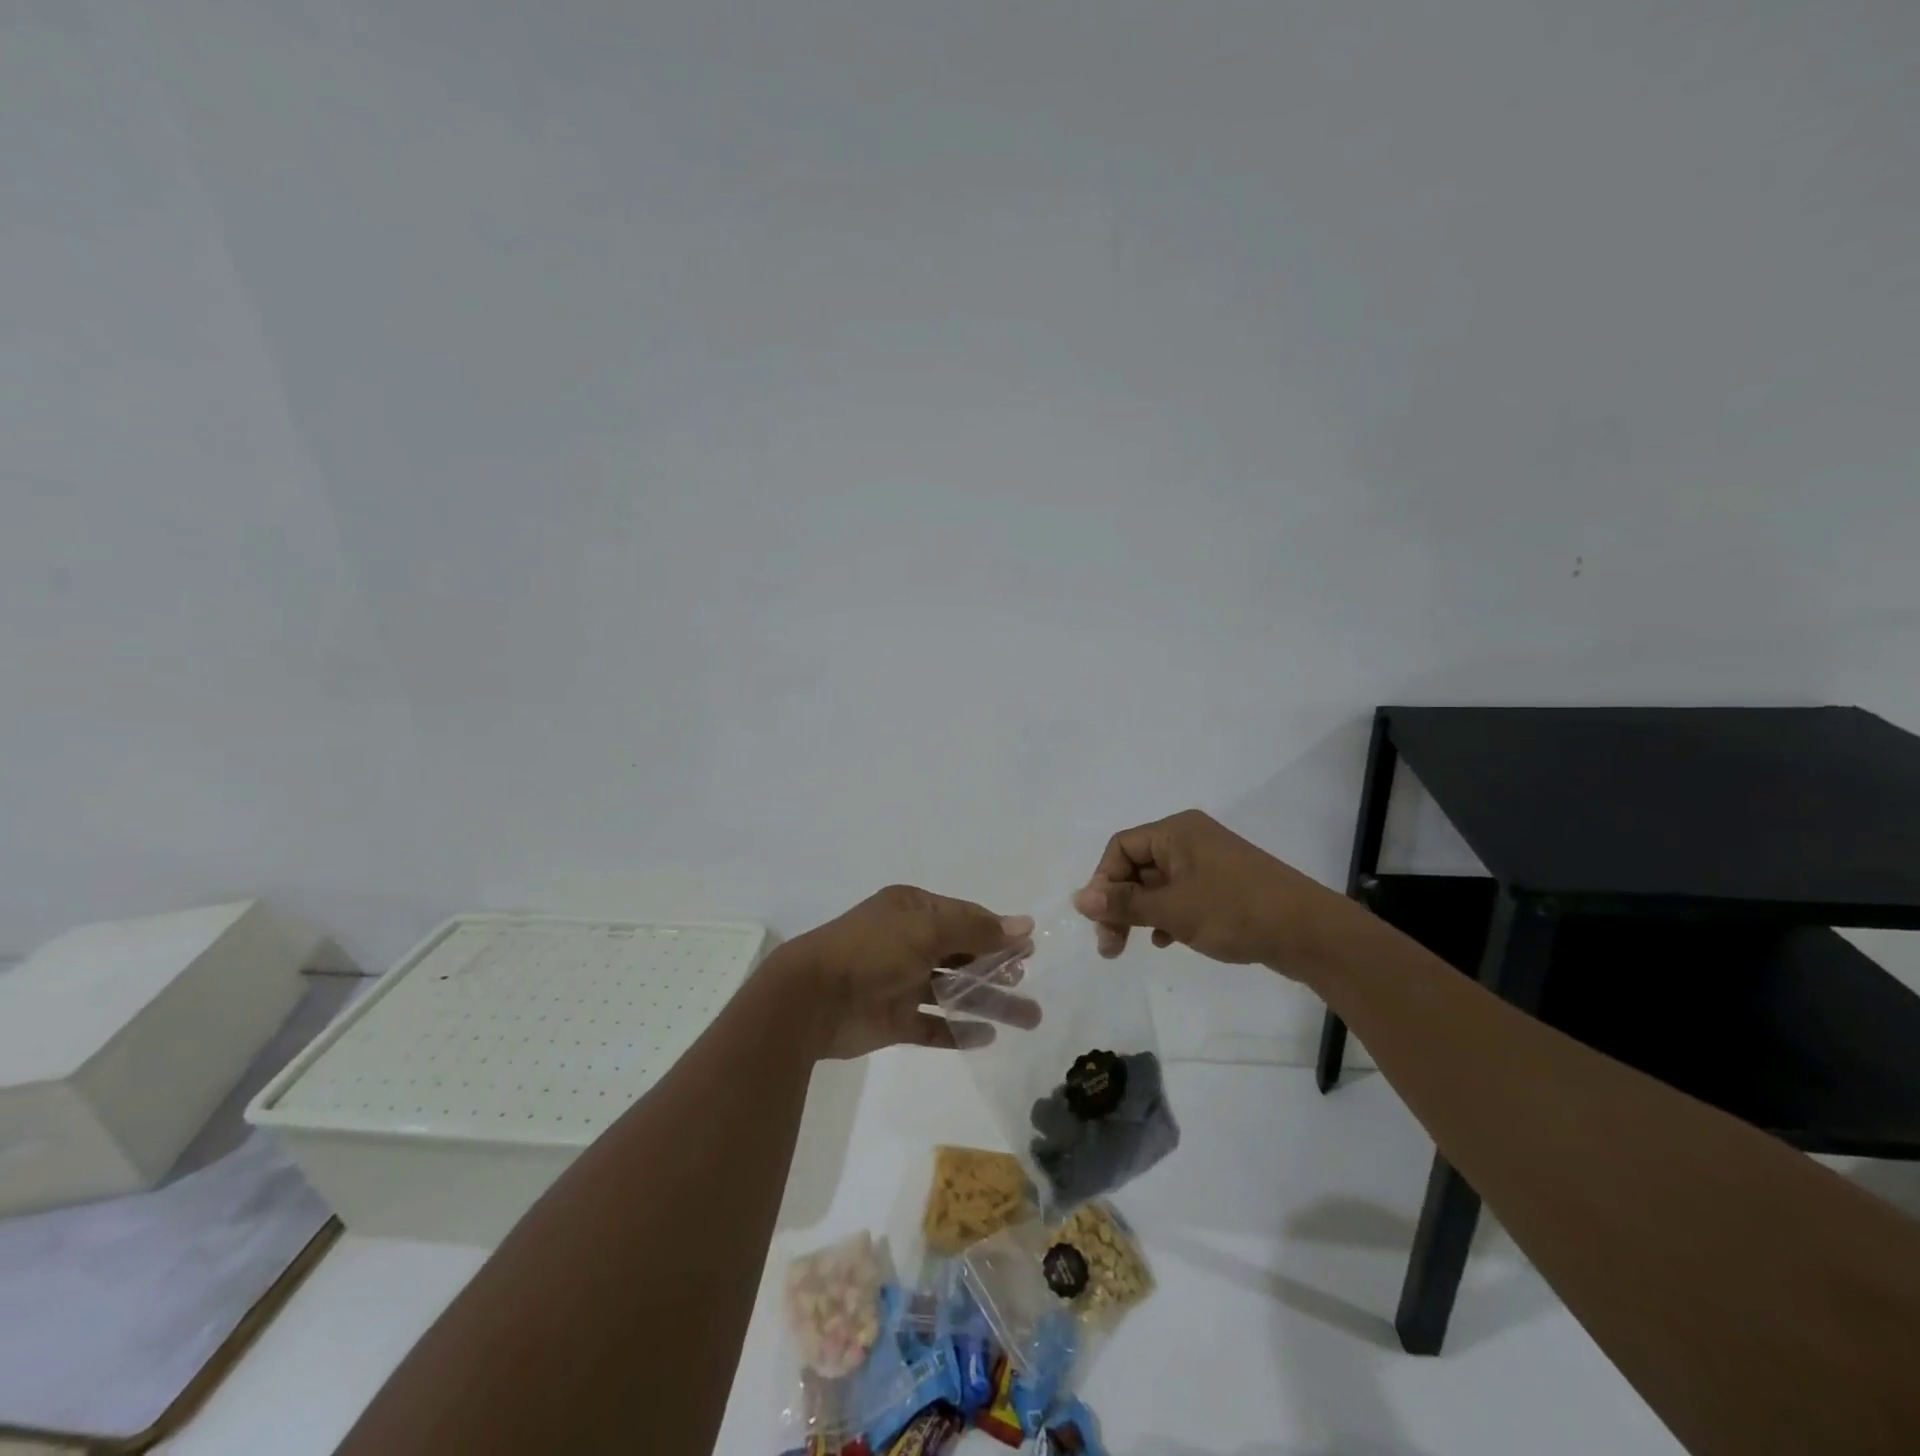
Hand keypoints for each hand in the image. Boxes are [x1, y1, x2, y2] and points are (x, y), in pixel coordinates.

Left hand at [773, 885, 1037, 1059]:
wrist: (811, 999)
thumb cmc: (871, 951)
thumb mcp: (927, 929)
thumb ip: (976, 929)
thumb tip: (1024, 924)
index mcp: (912, 911)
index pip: (964, 918)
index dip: (997, 932)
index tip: (1029, 949)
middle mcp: (908, 942)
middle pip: (963, 955)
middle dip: (998, 968)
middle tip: (1028, 984)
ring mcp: (901, 982)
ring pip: (954, 991)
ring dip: (989, 1002)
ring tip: (1028, 1019)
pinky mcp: (894, 1019)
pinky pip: (934, 1025)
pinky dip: (958, 1031)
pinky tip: (986, 1038)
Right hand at [1072, 809, 1351, 976]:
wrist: (1310, 933)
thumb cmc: (1235, 912)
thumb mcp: (1173, 909)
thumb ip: (1124, 903)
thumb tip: (1079, 898)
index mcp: (1176, 831)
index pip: (1121, 848)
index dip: (1103, 882)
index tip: (1099, 920)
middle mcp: (1190, 839)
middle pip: (1136, 866)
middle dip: (1119, 903)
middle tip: (1109, 946)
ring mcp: (1209, 863)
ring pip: (1158, 884)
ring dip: (1139, 913)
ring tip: (1130, 948)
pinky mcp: (1224, 886)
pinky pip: (1181, 895)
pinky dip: (1166, 915)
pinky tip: (1166, 942)